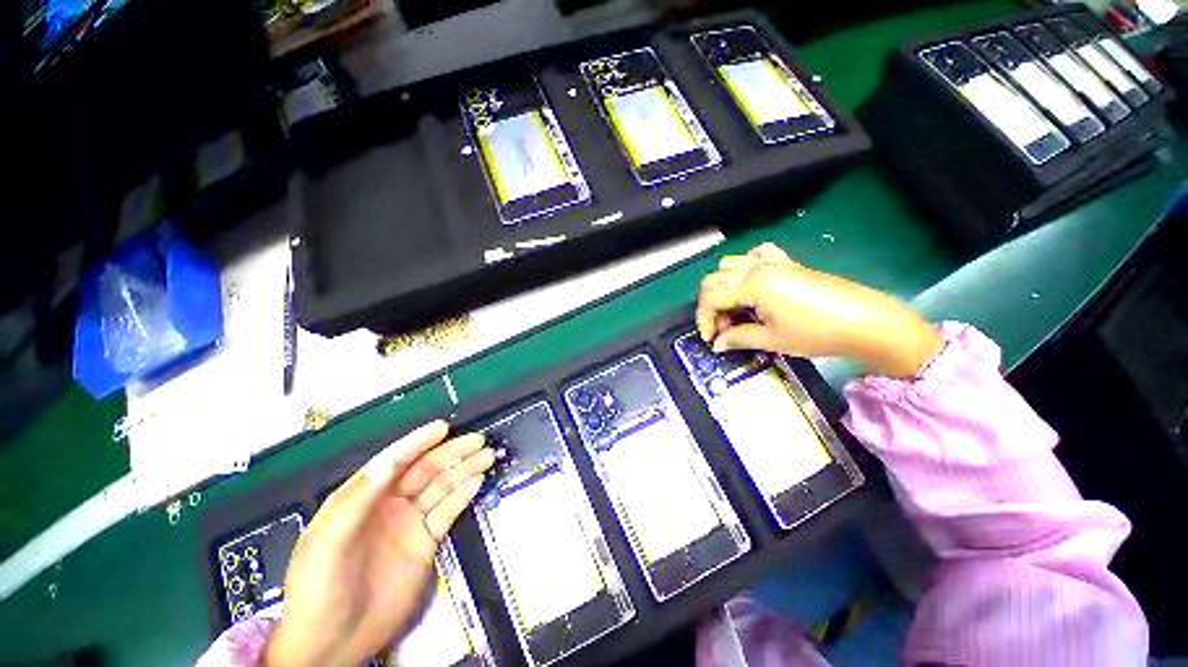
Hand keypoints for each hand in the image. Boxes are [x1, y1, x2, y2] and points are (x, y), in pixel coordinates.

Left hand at [265, 420, 494, 666]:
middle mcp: (388, 504)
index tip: (442, 428)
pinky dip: (464, 495)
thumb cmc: (320, 587)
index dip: (418, 443)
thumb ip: (357, 500)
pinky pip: (448, 512)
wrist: (334, 641)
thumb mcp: (328, 542)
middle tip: (477, 440)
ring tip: (486, 455)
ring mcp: (409, 523)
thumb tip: (387, 462)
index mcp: (361, 498)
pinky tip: (477, 481)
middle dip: (451, 452)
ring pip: (441, 487)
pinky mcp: (425, 542)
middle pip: (425, 470)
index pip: (394, 462)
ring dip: (464, 469)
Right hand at [696, 243, 942, 377]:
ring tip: (736, 308)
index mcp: (752, 285)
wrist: (864, 321)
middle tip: (722, 328)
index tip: (710, 339)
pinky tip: (753, 282)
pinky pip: (758, 254)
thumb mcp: (772, 340)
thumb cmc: (816, 333)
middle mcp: (757, 267)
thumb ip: (738, 338)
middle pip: (714, 279)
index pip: (711, 297)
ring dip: (724, 286)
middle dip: (711, 305)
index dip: (704, 319)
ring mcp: (773, 261)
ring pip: (730, 264)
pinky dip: (747, 265)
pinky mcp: (788, 262)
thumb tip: (717, 343)